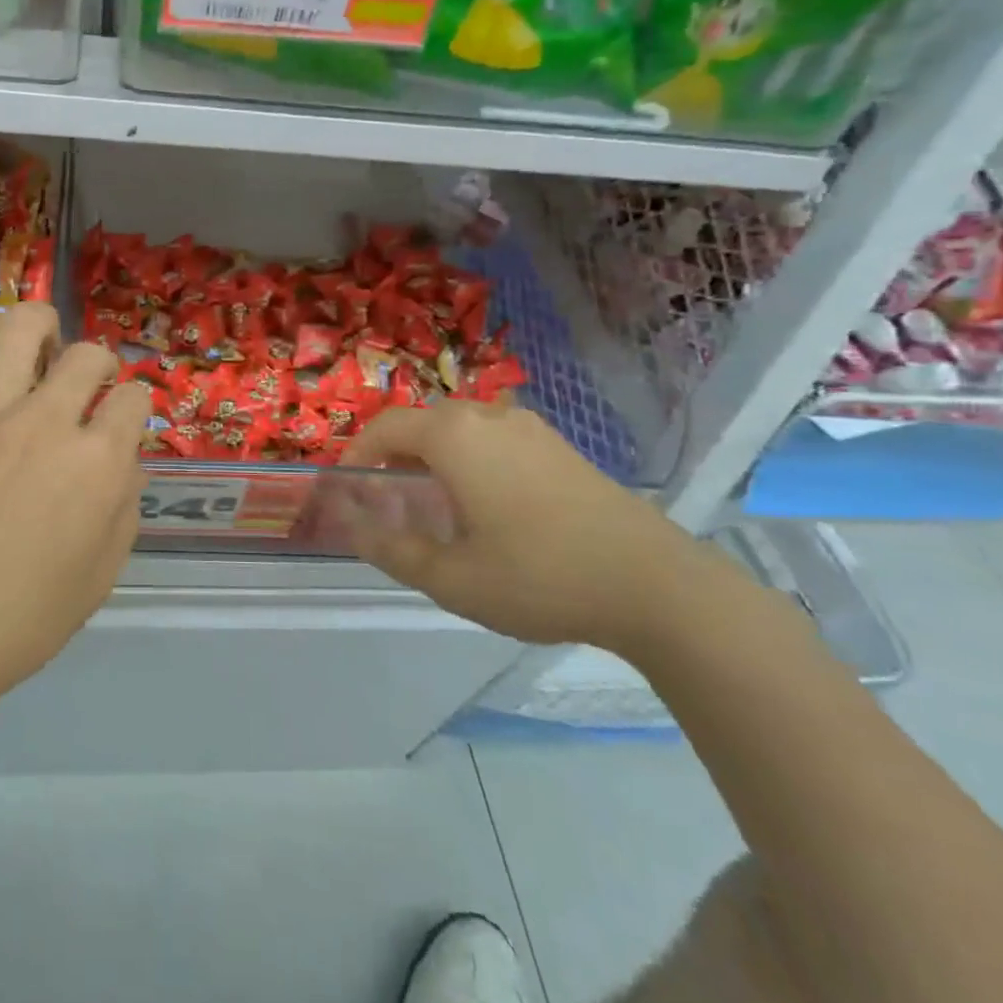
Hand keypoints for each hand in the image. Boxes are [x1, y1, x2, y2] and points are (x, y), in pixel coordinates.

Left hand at [0, 293, 152, 710]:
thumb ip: (125, 505)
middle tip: (87, 387)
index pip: (134, 402)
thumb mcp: (102, 575)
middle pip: (88, 357)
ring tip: (43, 338)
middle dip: (100, 366)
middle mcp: (49, 423)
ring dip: (44, 324)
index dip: (136, 408)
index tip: (124, 424)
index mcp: (99, 465)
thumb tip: (125, 458)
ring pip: (24, 329)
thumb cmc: (20, 621)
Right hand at [339, 402, 715, 652]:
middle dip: (395, 453)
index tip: (347, 487)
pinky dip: (471, 459)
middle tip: (387, 497)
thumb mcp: (451, 578)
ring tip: (434, 503)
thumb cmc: (539, 576)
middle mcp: (489, 417)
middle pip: (423, 422)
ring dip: (434, 455)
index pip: (385, 426)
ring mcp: (530, 429)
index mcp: (454, 436)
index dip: (357, 452)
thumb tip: (354, 529)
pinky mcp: (560, 447)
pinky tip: (487, 505)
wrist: (655, 585)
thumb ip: (392, 549)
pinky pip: (495, 439)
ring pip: (461, 429)